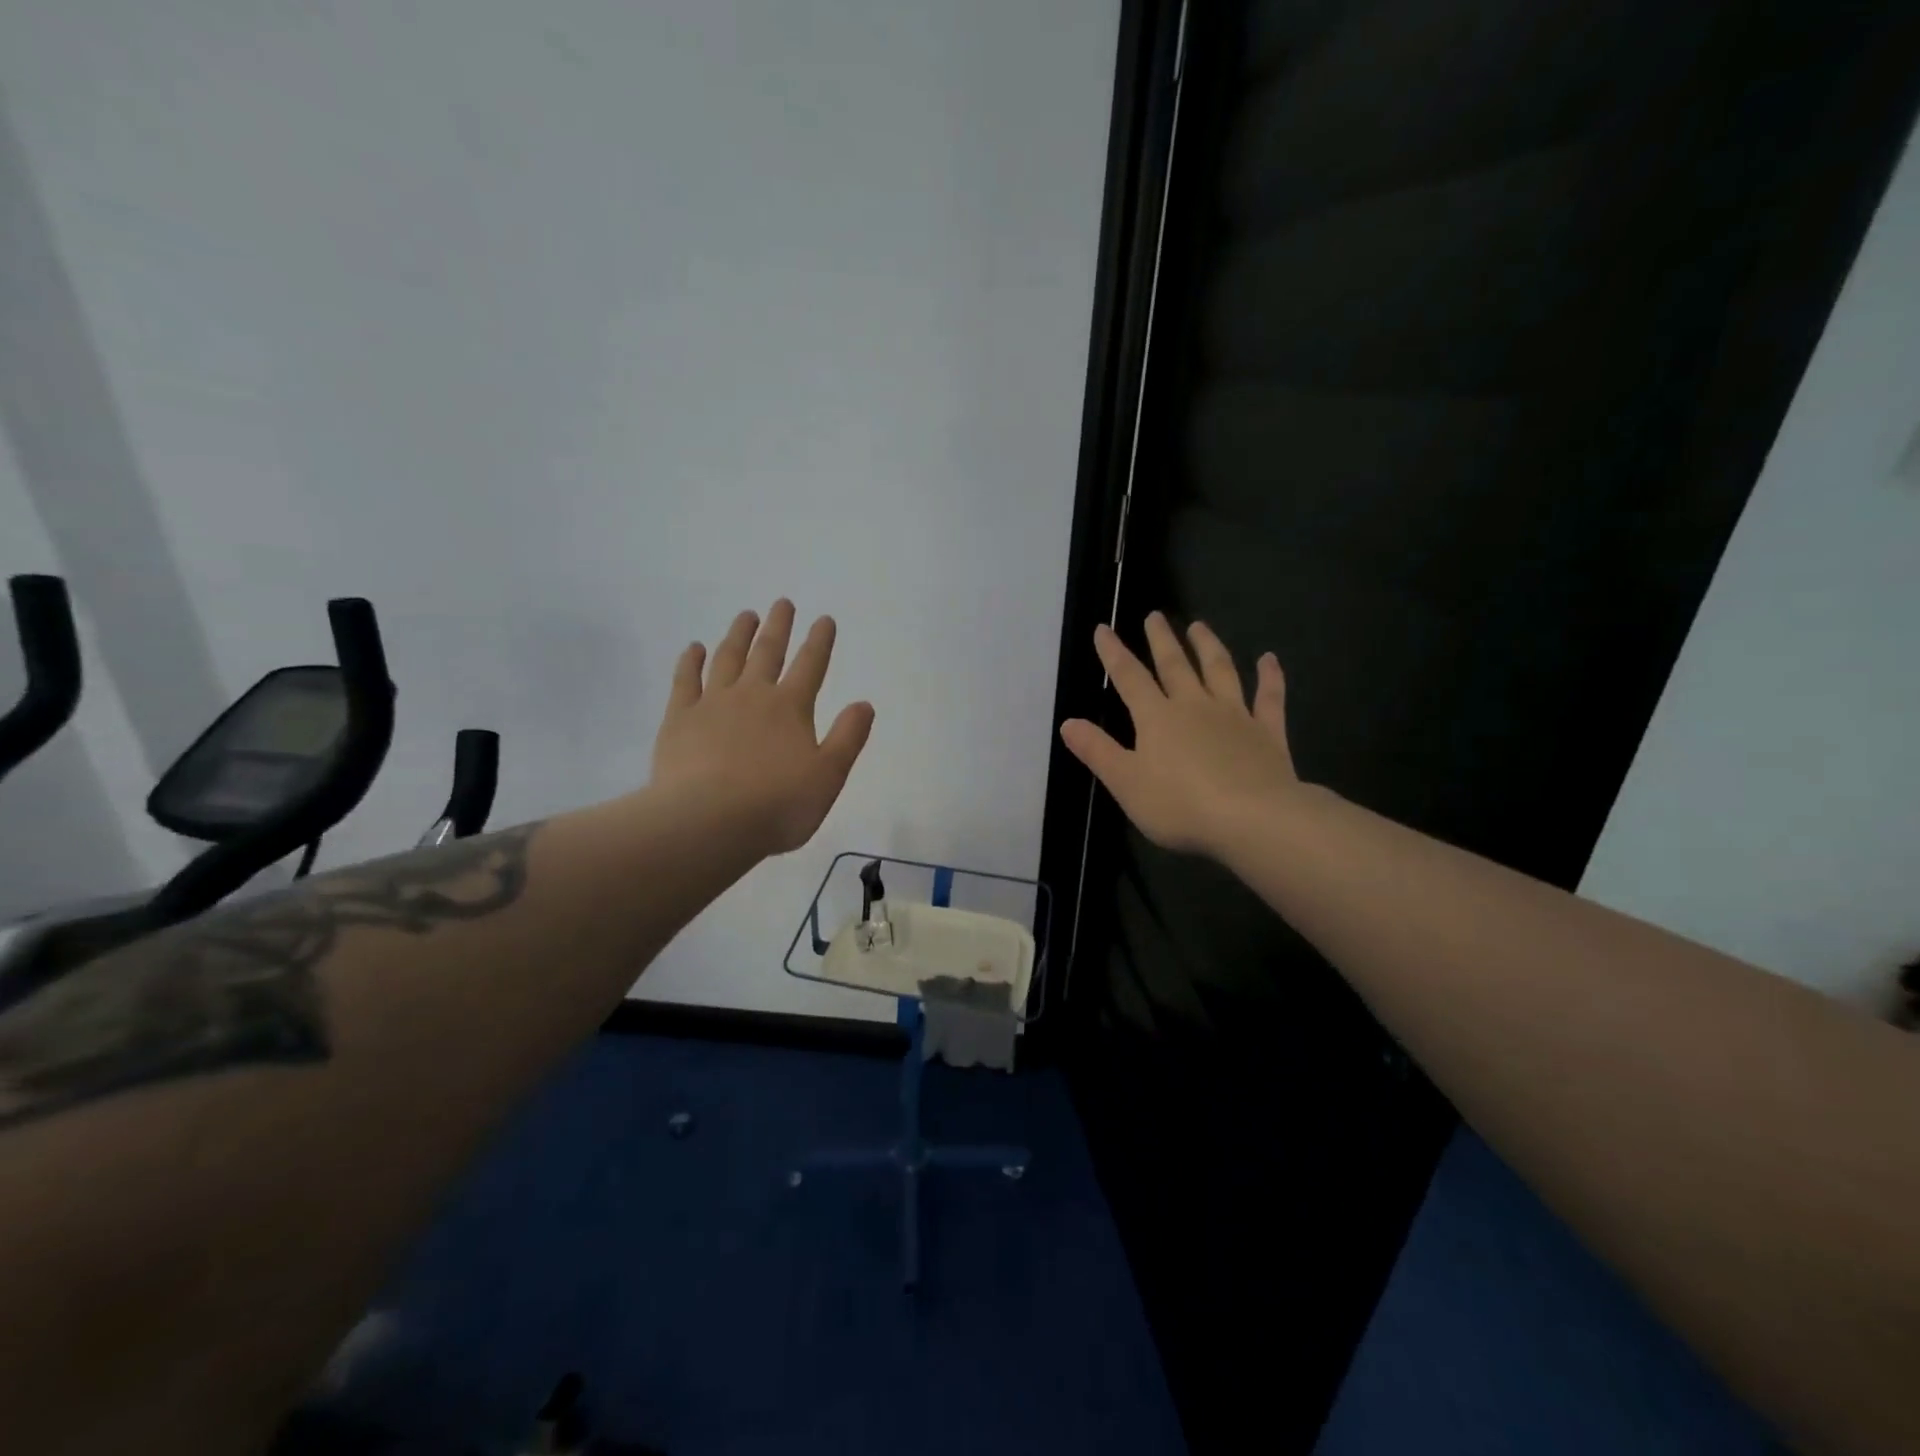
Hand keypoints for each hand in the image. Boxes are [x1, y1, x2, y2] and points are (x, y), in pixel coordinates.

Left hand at [650, 600, 874, 856]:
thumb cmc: (777, 805)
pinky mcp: (679, 719)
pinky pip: (685, 681)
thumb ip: (848, 738)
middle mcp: (752, 695)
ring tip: (745, 615)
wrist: (708, 822)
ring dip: (738, 635)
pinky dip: (690, 661)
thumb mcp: (828, 776)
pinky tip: (693, 648)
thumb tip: (864, 704)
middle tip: (782, 603)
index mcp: (791, 708)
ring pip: (727, 659)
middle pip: (768, 652)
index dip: (820, 641)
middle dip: (779, 627)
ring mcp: (712, 704)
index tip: (824, 618)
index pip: (811, 666)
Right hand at [1059, 613, 1303, 859]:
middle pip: (1175, 666)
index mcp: (1157, 718)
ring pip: (1220, 671)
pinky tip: (1269, 659)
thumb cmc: (1180, 805)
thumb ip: (1097, 751)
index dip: (1114, 653)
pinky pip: (1269, 698)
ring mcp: (1235, 716)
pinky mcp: (1268, 733)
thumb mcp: (1126, 782)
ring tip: (1200, 626)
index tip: (1104, 628)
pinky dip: (1270, 677)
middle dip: (1162, 640)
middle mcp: (1195, 707)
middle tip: (1155, 615)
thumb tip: (1068, 723)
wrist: (1253, 819)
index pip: (1129, 678)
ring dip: (1208, 646)